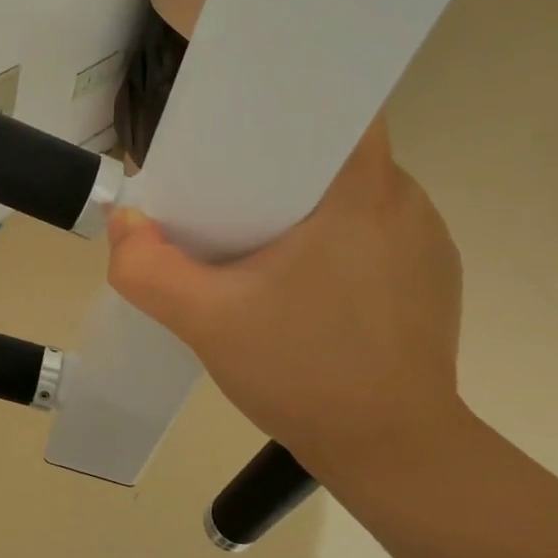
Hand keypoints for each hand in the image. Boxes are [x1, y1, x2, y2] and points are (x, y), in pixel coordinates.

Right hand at [107, 119, 464, 463]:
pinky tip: (304, 281)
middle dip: (279, 160)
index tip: (238, 125)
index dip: (286, 103)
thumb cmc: (304, 373)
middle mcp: (405, 201)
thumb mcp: (205, 321)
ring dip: (308, 202)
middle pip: (335, 149)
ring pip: (354, 192)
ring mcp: (427, 240)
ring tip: (260, 238)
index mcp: (361, 191)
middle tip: (227, 190)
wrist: (394, 454)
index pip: (336, 104)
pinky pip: (375, 230)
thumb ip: (148, 268)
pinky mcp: (432, 277)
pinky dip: (336, 237)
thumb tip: (124, 223)